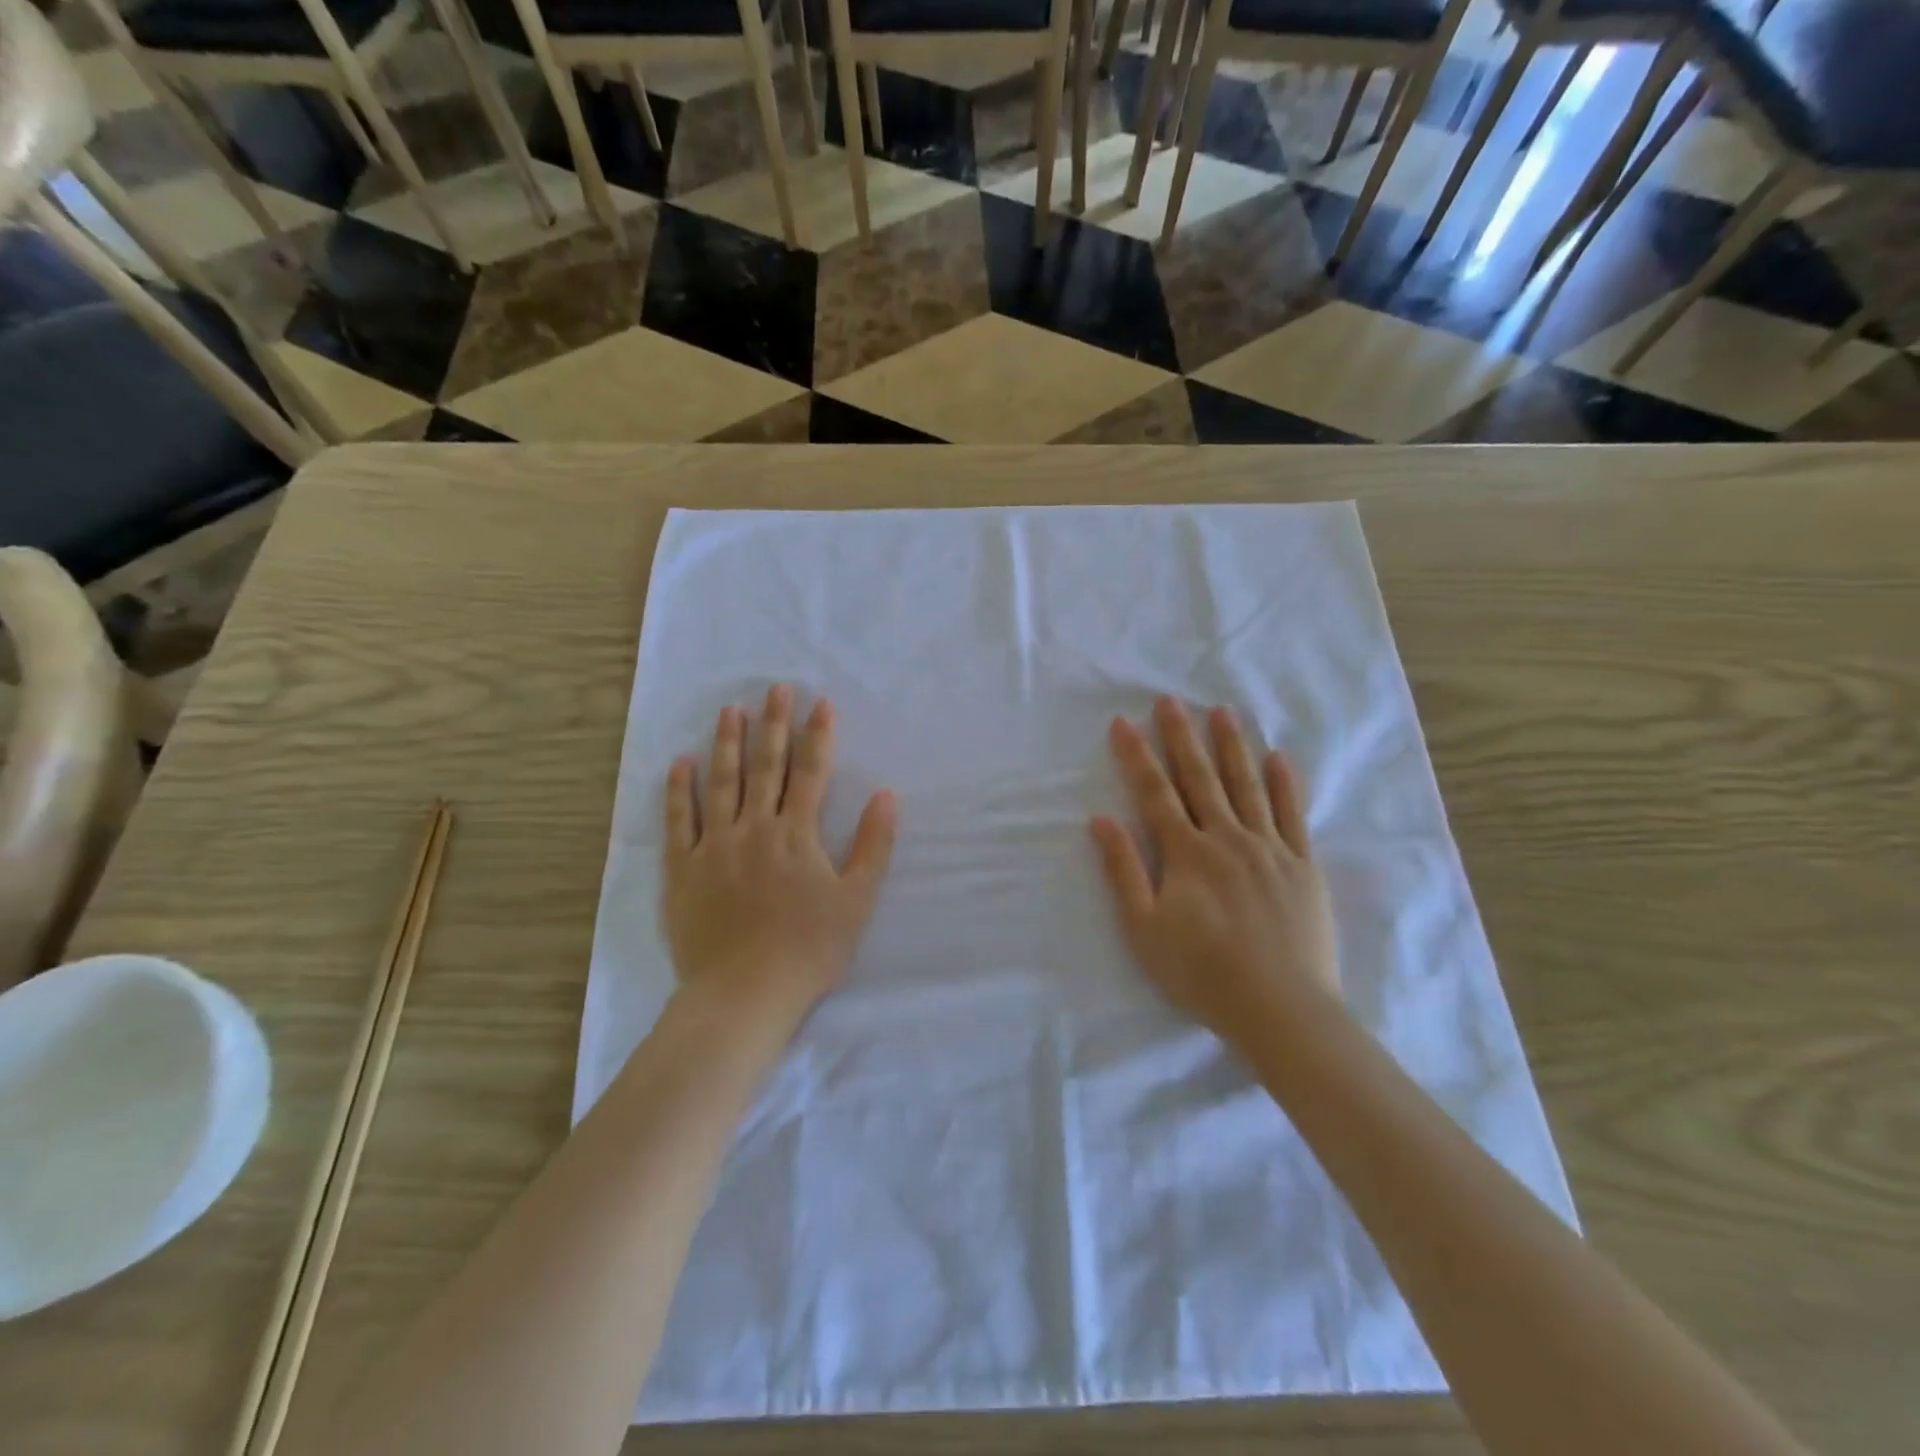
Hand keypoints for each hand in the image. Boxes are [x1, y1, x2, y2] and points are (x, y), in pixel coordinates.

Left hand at [663, 685, 896, 1027]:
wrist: (745, 993)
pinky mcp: (683, 869)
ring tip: (730, 710)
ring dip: (728, 744)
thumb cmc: (809, 949)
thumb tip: (887, 795)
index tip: (821, 703)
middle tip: (776, 688)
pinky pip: (678, 821)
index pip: (810, 772)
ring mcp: (714, 846)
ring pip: (721, 783)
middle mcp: (754, 828)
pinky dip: (678, 790)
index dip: (818, 736)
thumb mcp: (857, 900)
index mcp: (797, 834)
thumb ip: (873, 844)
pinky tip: (679, 763)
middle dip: (773, 724)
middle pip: (766, 767)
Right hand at [1091, 698, 1339, 1042]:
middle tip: (1170, 700)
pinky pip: (1294, 815)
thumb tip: (1101, 820)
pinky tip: (1278, 757)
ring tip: (1222, 712)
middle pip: (1201, 778)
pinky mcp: (1304, 866)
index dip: (1137, 755)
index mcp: (1187, 853)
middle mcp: (1227, 838)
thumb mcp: (1144, 928)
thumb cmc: (1202, 973)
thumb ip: (1123, 871)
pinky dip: (1285, 784)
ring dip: (1232, 746)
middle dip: (1181, 737)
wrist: (1281, 1009)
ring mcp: (1271, 849)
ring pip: (1248, 785)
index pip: (1155, 792)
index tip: (1123, 722)